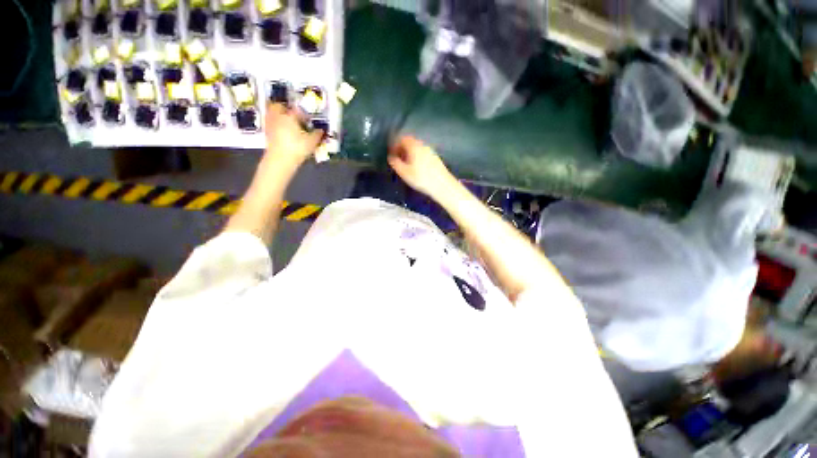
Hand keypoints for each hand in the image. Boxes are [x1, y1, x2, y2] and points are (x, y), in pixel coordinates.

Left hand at [264, 103, 323, 163]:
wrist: (280, 160)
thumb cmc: (298, 148)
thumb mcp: (312, 142)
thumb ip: (317, 134)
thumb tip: (321, 130)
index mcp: (290, 116)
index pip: (297, 110)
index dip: (304, 114)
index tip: (308, 119)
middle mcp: (278, 116)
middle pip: (278, 107)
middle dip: (285, 109)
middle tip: (293, 115)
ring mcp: (271, 124)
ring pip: (273, 114)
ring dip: (279, 116)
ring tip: (288, 124)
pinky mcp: (267, 133)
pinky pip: (271, 124)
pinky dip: (276, 125)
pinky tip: (283, 133)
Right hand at [388, 136, 455, 196]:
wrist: (442, 185)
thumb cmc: (421, 178)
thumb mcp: (404, 172)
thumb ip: (395, 163)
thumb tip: (391, 157)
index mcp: (414, 146)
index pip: (402, 139)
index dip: (395, 144)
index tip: (391, 153)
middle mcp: (423, 145)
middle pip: (410, 142)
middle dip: (402, 148)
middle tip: (398, 158)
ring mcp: (431, 151)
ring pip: (417, 148)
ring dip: (410, 153)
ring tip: (406, 164)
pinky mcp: (436, 158)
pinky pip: (423, 153)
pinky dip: (417, 157)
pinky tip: (416, 167)